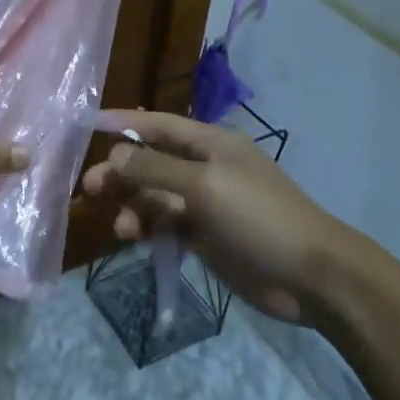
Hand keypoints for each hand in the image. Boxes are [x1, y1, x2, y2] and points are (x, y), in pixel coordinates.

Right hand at [82, 110, 364, 331]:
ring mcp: (205, 203)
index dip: (124, 122)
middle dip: (121, 172)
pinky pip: (165, 224)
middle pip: (151, 162)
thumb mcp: (204, 186)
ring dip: (134, 206)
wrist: (311, 276)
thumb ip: (155, 169)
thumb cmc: (259, 217)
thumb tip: (114, 155)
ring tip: (122, 229)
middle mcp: (204, 168)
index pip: (158, 124)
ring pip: (154, 197)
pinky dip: (148, 228)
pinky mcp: (204, 236)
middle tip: (91, 188)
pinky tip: (135, 239)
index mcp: (210, 144)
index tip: (87, 126)